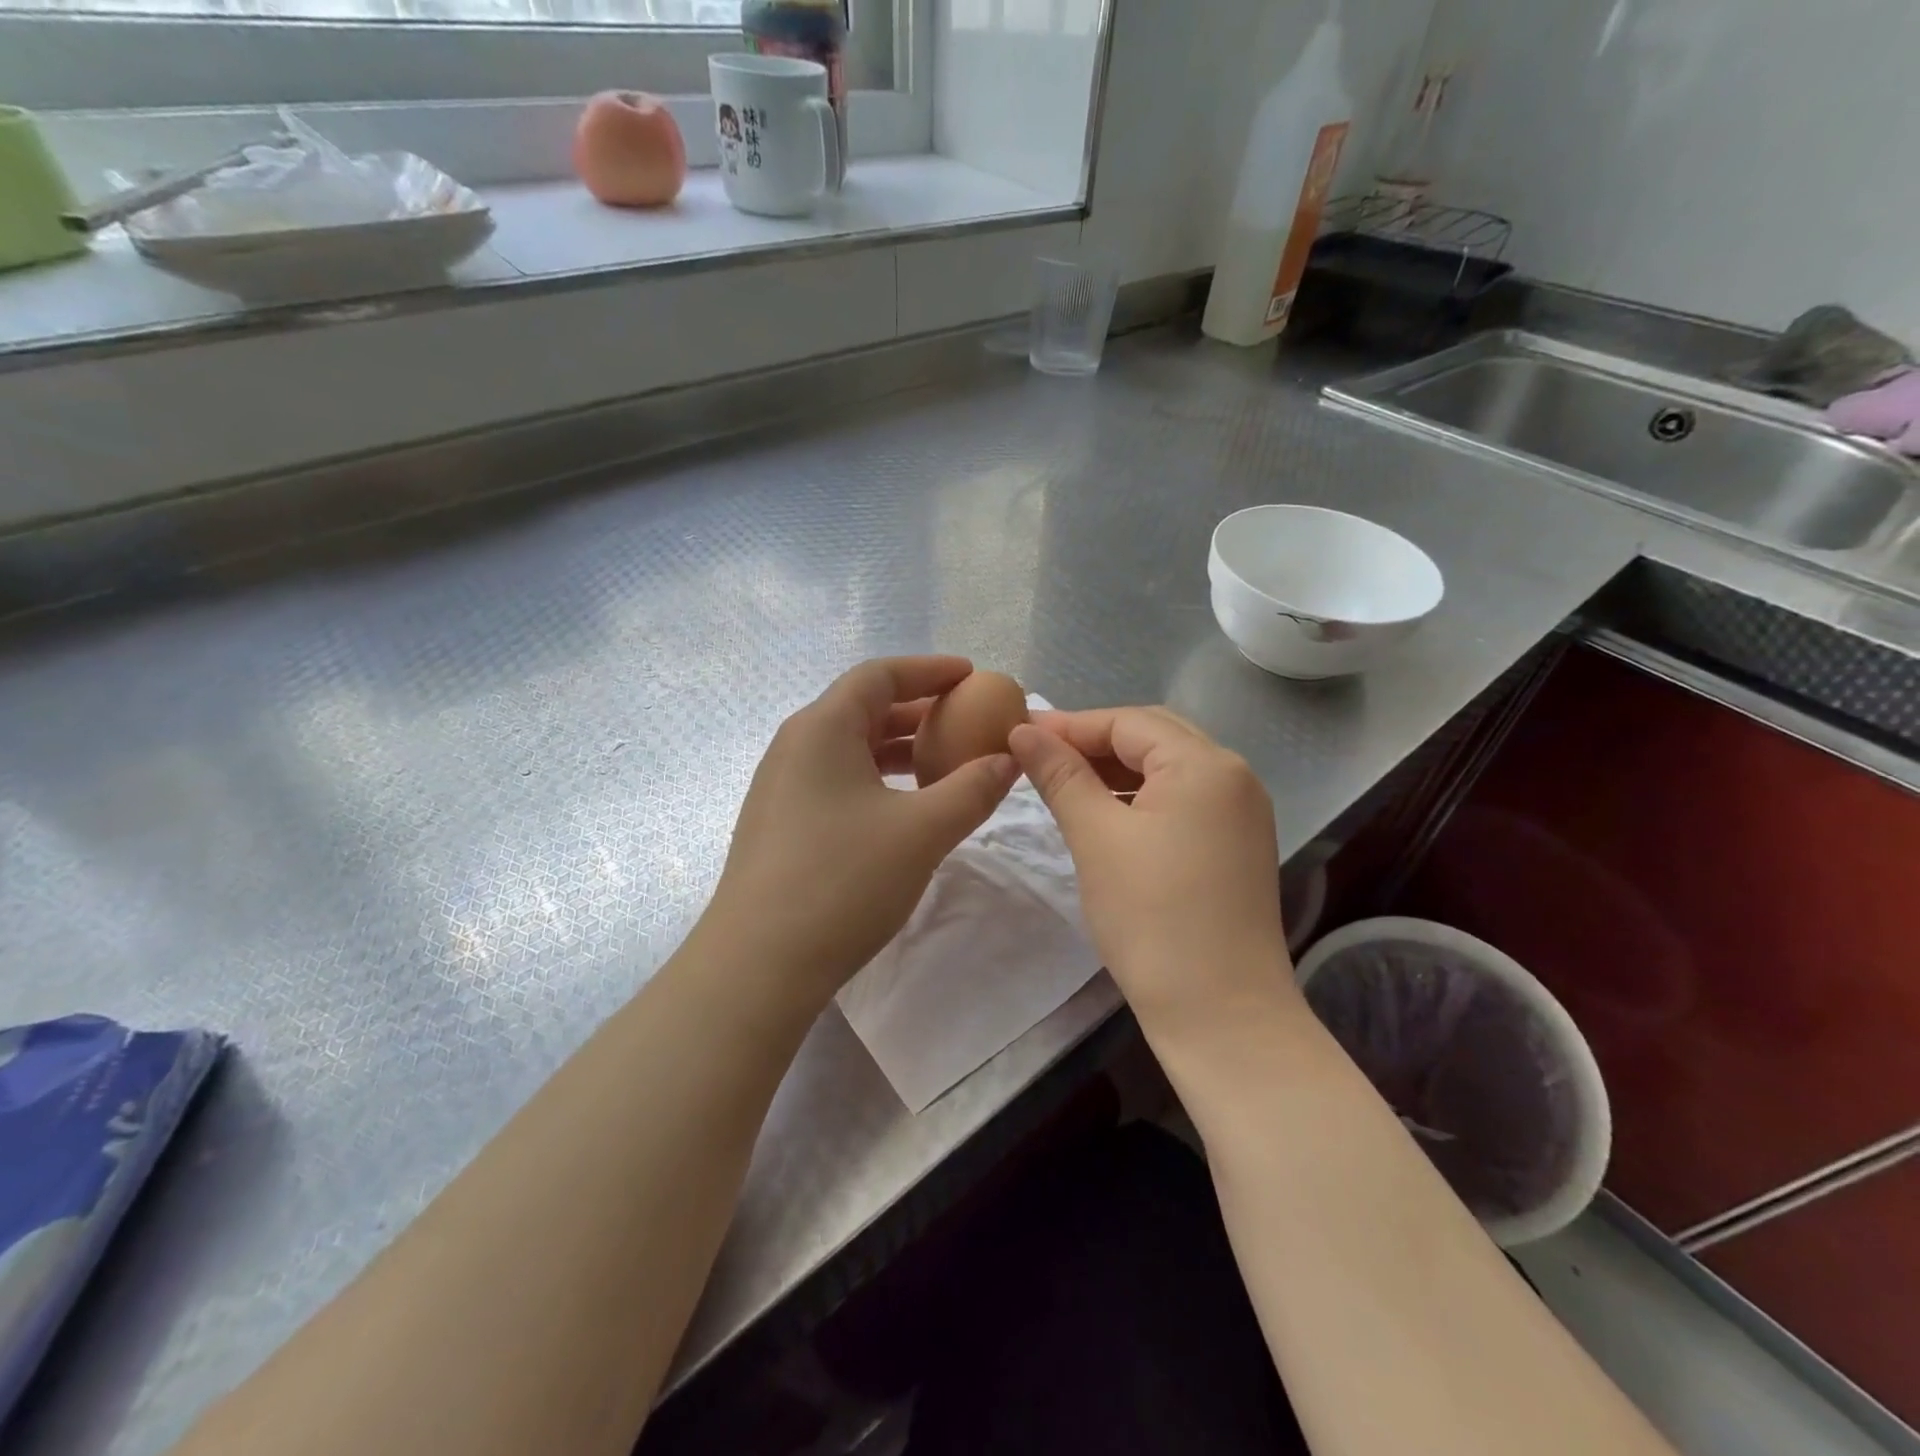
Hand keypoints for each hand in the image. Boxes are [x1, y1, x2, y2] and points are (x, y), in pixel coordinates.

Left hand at [704, 657, 1019, 1009]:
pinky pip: (838, 779)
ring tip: (944, 762)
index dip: (929, 670)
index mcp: (823, 728)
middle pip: (864, 708)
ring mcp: (783, 786)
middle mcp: (796, 745)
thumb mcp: (923, 831)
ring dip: (899, 748)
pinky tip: (905, 807)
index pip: (880, 675)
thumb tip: (1008, 760)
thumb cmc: (843, 882)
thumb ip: (972, 789)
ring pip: (850, 747)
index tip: (972, 676)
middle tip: (967, 722)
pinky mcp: (782, 823)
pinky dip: (878, 778)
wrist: (759, 964)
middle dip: (919, 710)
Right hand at [1009, 707, 1294, 1031]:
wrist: (1221, 1013)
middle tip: (1038, 756)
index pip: (1128, 722)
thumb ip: (1060, 775)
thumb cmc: (1152, 917)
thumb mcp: (1095, 837)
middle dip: (1094, 742)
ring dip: (1116, 770)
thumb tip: (1022, 731)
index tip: (1017, 733)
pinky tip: (1106, 814)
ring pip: (1167, 770)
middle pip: (1153, 737)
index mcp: (1205, 764)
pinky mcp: (1237, 845)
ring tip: (1064, 783)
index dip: (1069, 725)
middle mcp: (1234, 776)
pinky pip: (1182, 800)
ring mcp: (1242, 813)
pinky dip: (1140, 798)